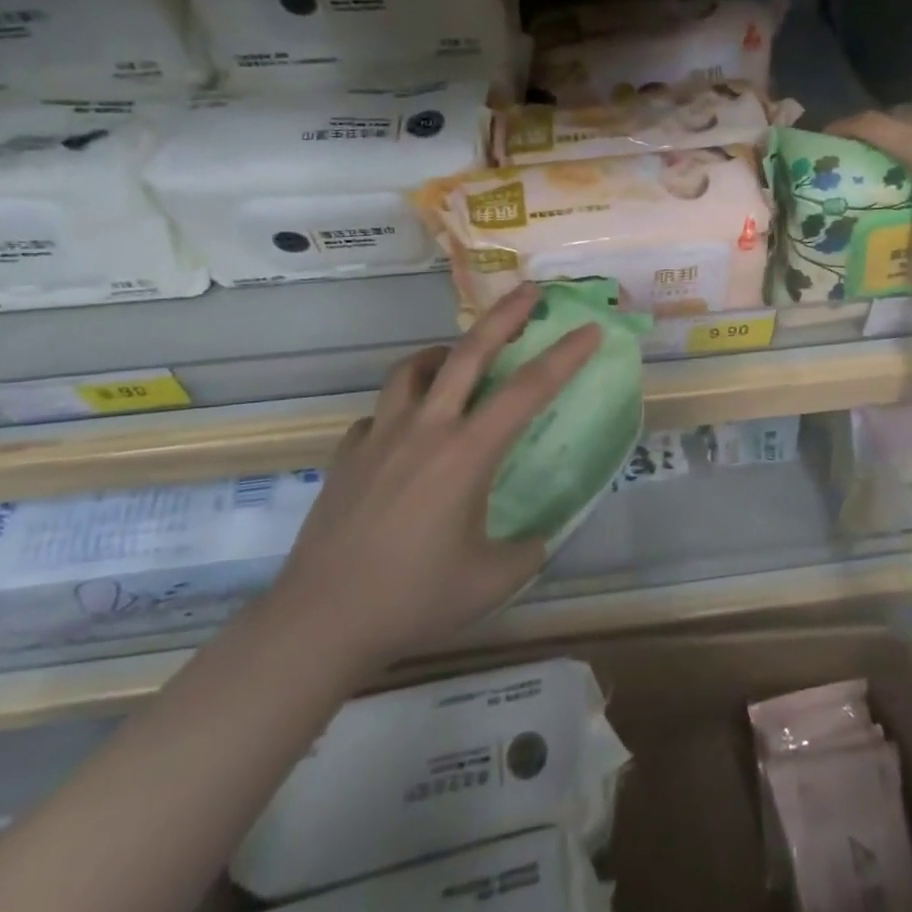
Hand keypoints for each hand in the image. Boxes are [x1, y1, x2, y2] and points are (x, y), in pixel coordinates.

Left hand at [269, 284, 600, 669]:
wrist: (321, 620)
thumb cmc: (413, 598)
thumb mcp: (492, 581)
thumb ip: (528, 551)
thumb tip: (539, 536)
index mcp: (467, 453)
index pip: (528, 389)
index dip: (564, 355)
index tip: (590, 329)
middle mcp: (426, 429)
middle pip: (468, 352)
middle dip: (505, 315)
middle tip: (530, 291)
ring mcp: (380, 436)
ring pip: (412, 368)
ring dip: (443, 352)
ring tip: (458, 357)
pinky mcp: (348, 453)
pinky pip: (380, 412)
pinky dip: (402, 406)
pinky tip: (408, 431)